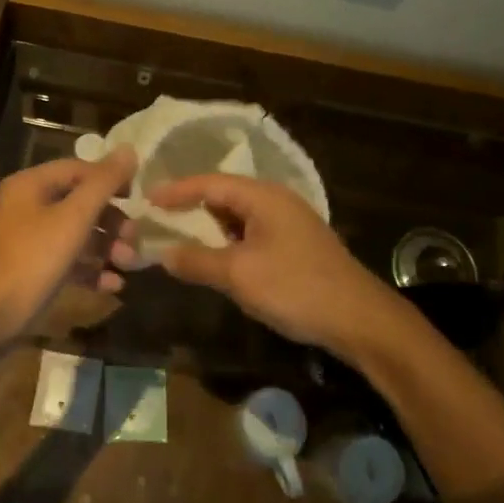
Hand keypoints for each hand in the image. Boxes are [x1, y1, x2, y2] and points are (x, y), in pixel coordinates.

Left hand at [0, 148, 137, 345]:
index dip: (111, 179)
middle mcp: (26, 207)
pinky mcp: (31, 270)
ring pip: (76, 234)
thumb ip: (103, 184)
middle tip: (134, 239)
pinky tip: (113, 285)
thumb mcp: (73, 218)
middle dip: (112, 221)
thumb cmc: (32, 260)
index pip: (79, 169)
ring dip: (107, 247)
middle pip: (80, 203)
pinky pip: (67, 261)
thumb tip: (129, 149)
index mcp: (30, 185)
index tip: (139, 197)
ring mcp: (27, 240)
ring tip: (129, 264)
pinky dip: (90, 269)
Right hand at [147, 174, 405, 356]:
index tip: (145, 199)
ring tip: (180, 238)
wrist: (358, 319)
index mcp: (262, 196)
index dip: (176, 190)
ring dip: (210, 228)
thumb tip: (163, 253)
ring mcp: (289, 224)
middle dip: (191, 207)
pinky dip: (229, 243)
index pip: (209, 183)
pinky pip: (251, 235)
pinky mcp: (296, 246)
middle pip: (224, 196)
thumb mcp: (238, 274)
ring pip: (238, 218)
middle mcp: (276, 201)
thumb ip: (197, 261)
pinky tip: (217, 260)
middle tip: (157, 218)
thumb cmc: (295, 287)